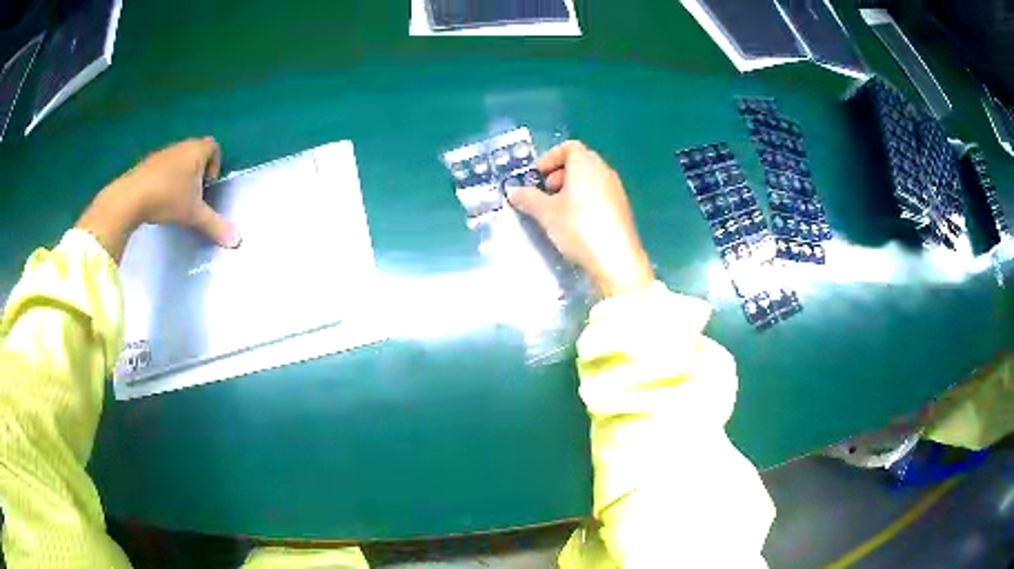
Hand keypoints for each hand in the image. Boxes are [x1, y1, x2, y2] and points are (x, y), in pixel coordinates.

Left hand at [77, 137, 240, 261]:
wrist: (130, 197)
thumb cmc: (167, 198)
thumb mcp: (193, 214)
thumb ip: (215, 225)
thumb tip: (237, 242)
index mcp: (196, 150)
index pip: (214, 147)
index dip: (215, 165)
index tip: (207, 187)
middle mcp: (181, 146)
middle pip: (196, 153)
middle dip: (197, 173)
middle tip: (193, 197)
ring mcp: (162, 153)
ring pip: (178, 161)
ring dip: (180, 177)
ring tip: (175, 200)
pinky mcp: (146, 164)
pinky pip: (162, 168)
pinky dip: (164, 181)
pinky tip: (158, 200)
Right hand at [507, 141, 653, 297]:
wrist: (615, 259)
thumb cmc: (578, 226)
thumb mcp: (546, 212)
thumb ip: (528, 198)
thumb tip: (513, 191)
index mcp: (586, 164)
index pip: (569, 147)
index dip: (550, 157)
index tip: (537, 175)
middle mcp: (604, 171)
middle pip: (580, 162)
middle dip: (559, 174)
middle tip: (545, 193)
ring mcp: (616, 190)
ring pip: (590, 180)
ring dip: (571, 189)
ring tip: (557, 210)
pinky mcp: (621, 209)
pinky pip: (599, 195)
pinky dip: (584, 200)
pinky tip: (575, 223)